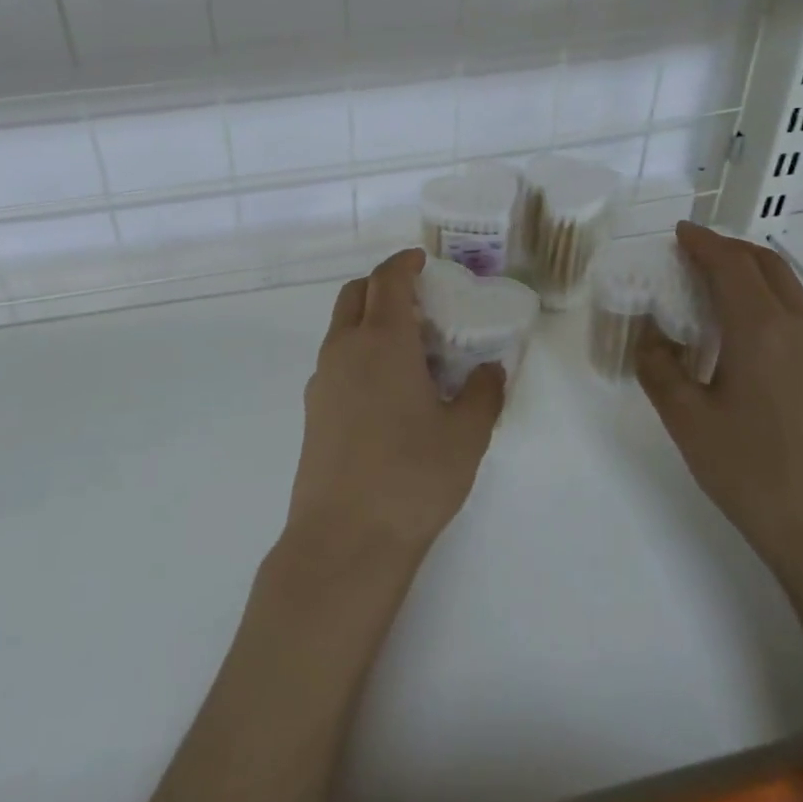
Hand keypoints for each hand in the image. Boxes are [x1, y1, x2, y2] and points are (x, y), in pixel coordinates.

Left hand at [288, 249, 505, 559]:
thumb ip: (482, 394)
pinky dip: (359, 352)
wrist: (344, 541)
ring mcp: (322, 381)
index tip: (422, 261)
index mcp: (382, 342)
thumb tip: (489, 371)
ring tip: (409, 350)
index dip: (404, 262)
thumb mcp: (466, 435)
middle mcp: (345, 350)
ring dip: (370, 320)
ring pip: (342, 328)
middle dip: (384, 285)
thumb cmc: (412, 478)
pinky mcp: (313, 411)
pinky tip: (387, 391)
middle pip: (355, 294)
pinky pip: (336, 360)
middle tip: (420, 303)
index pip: (388, 280)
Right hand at [636, 221, 802, 583]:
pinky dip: (768, 301)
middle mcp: (801, 328)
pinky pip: (798, 315)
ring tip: (714, 288)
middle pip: (768, 266)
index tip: (679, 232)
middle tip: (694, 254)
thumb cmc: (753, 472)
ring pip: (788, 289)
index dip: (703, 243)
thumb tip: (651, 337)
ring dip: (751, 274)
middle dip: (730, 250)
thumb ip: (659, 367)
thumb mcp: (687, 420)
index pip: (731, 265)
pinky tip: (743, 334)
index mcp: (762, 329)